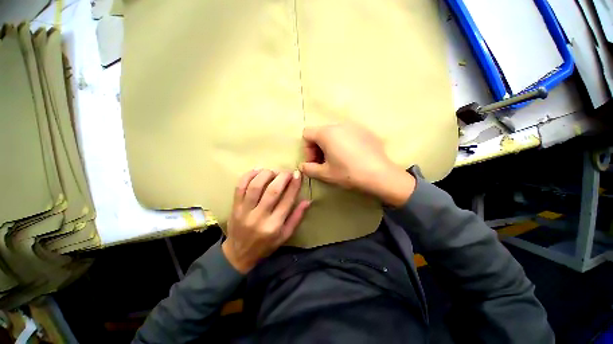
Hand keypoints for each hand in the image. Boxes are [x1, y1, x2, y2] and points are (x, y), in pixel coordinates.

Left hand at [222, 169, 309, 272]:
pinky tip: (258, 171)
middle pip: (272, 191)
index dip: (294, 184)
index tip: (298, 174)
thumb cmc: (266, 245)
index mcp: (274, 226)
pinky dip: (249, 175)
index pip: (287, 200)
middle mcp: (259, 217)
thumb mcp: (285, 236)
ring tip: (273, 172)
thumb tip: (307, 201)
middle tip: (287, 172)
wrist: (238, 255)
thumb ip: (297, 217)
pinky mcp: (234, 207)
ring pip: (255, 186)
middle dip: (282, 177)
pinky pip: (240, 186)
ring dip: (266, 174)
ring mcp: (244, 211)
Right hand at [299, 124, 415, 206]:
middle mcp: (339, 124)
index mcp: (326, 133)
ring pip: (334, 133)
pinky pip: (347, 134)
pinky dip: (343, 143)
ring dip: (330, 146)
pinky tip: (352, 157)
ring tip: (338, 160)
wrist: (380, 175)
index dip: (307, 149)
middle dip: (318, 148)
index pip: (307, 133)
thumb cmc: (348, 173)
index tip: (315, 162)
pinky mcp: (365, 131)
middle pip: (320, 133)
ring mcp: (354, 126)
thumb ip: (309, 169)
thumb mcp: (325, 174)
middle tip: (324, 163)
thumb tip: (302, 166)